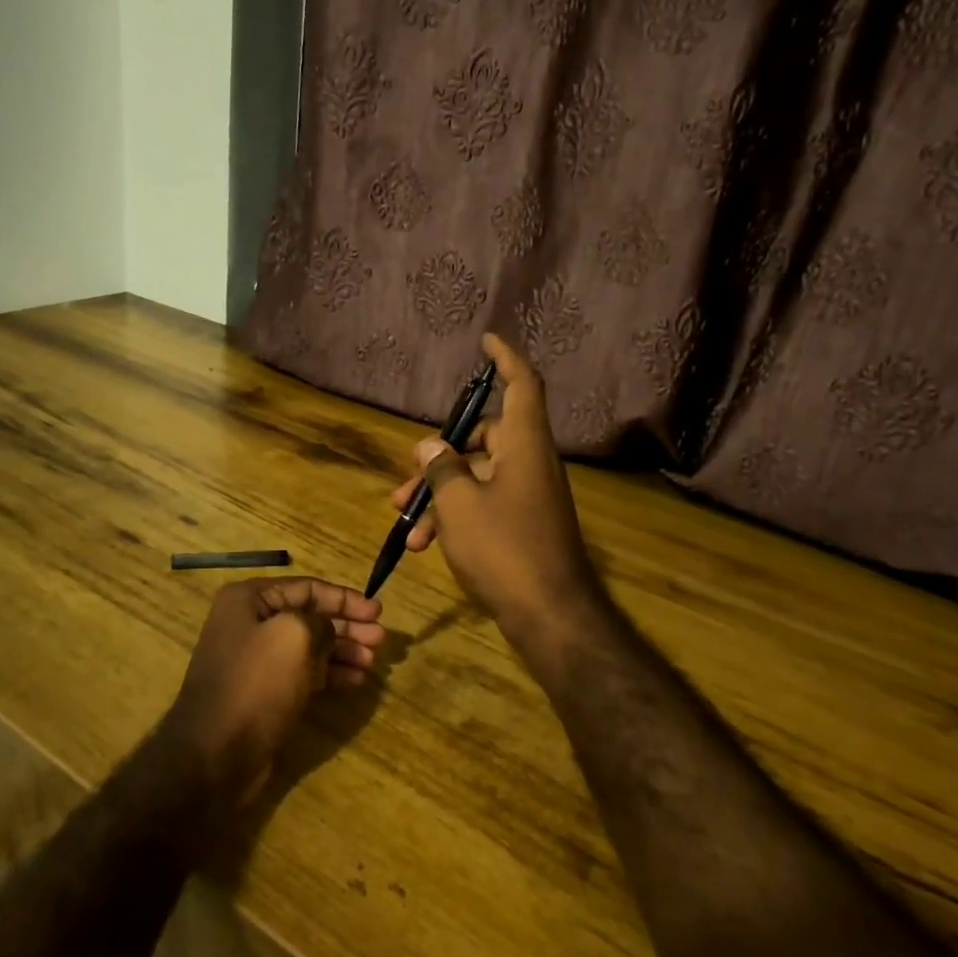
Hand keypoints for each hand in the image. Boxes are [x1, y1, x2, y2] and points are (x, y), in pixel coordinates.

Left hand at [158, 578, 383, 807]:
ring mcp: (256, 660)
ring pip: (310, 647)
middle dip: (348, 626)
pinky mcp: (264, 692)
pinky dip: (330, 673)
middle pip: (310, 617)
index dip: (345, 598)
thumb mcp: (296, 635)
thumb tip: (327, 630)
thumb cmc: (257, 683)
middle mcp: (250, 623)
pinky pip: (304, 673)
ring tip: (372, 662)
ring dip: (343, 651)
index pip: (307, 588)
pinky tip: (356, 680)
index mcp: (249, 600)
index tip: (377, 611)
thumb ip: (321, 621)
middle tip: (380, 638)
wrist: (216, 754)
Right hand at [390, 334, 604, 642]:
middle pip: (485, 438)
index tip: (486, 340)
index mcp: (524, 445)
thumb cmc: (504, 549)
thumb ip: (440, 468)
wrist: (550, 616)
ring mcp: (529, 496)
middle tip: (406, 482)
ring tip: (406, 524)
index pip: (522, 384)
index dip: (505, 358)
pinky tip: (426, 546)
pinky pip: (485, 505)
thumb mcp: (459, 505)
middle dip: (440, 457)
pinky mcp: (524, 525)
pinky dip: (456, 518)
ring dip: (440, 496)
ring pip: (477, 478)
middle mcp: (530, 463)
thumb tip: (429, 445)